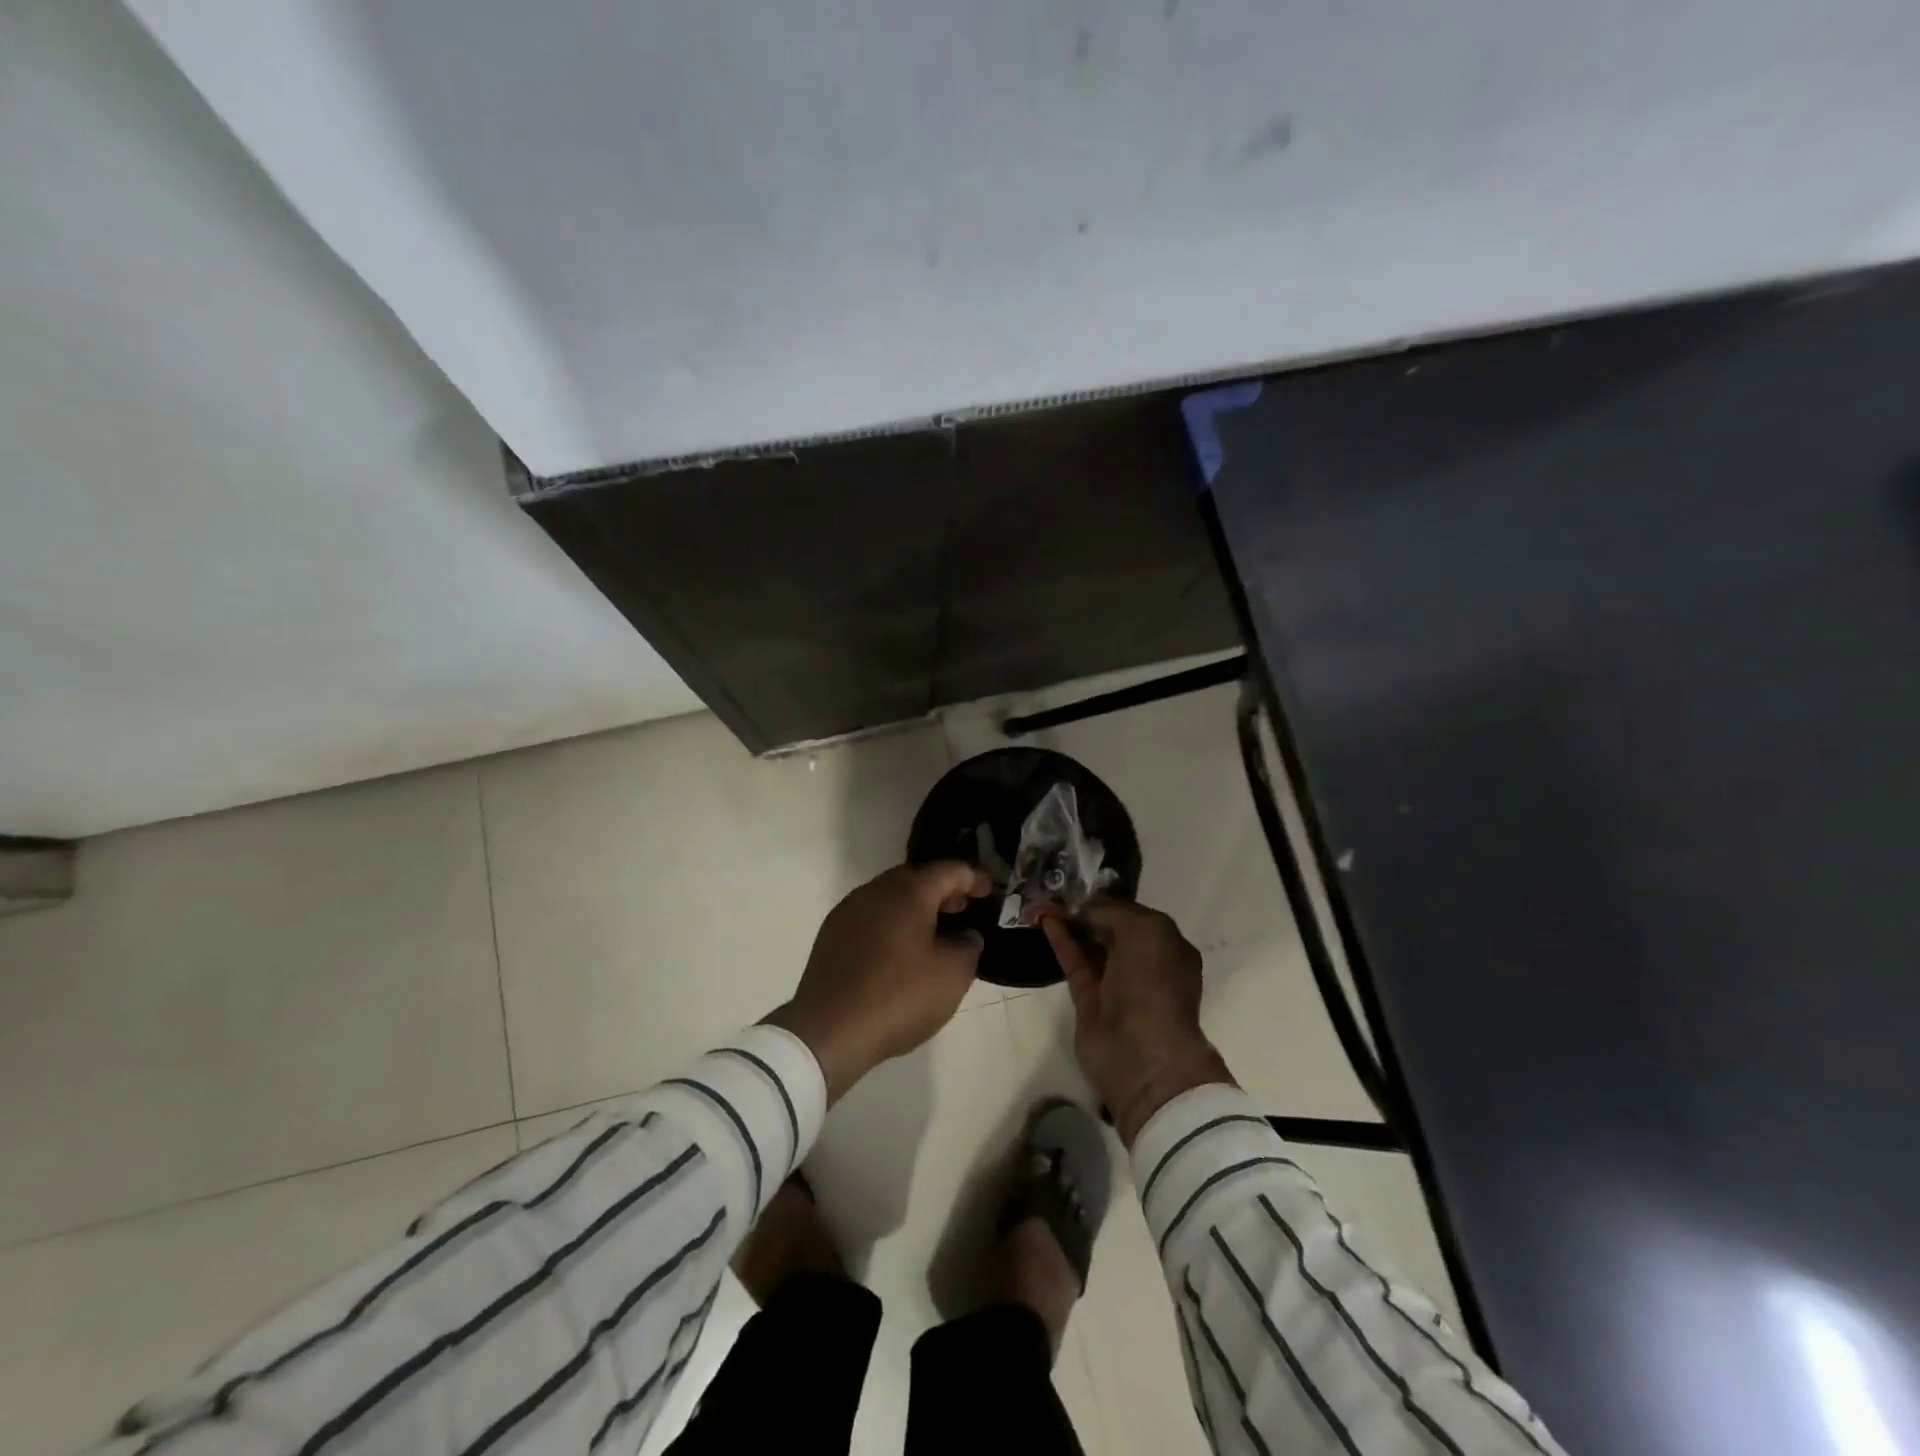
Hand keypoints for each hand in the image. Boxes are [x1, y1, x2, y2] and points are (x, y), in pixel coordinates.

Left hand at [766, 862, 990, 1102]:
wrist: (829, 1030)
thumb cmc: (899, 996)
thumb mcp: (952, 975)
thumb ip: (968, 946)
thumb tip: (965, 936)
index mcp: (909, 891)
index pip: (949, 870)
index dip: (974, 878)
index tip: (990, 892)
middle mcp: (876, 890)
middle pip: (917, 877)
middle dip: (943, 890)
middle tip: (964, 910)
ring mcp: (849, 910)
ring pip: (891, 896)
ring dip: (916, 907)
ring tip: (935, 932)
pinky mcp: (832, 934)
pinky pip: (872, 916)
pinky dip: (893, 922)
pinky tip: (900, 950)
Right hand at [1043, 901, 1236, 1144]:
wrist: (1141, 1054)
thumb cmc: (1153, 984)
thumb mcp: (1144, 931)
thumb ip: (1113, 911)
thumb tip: (1086, 908)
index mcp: (1168, 946)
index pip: (1135, 914)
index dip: (1109, 898)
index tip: (1081, 881)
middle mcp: (1145, 963)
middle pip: (1112, 928)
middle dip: (1088, 909)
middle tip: (1058, 887)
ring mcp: (1116, 983)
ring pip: (1091, 944)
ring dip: (1071, 923)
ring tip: (1045, 899)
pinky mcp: (1090, 999)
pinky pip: (1075, 962)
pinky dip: (1062, 941)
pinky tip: (1046, 920)